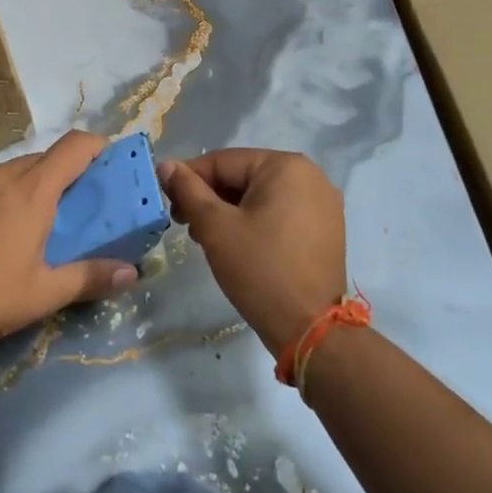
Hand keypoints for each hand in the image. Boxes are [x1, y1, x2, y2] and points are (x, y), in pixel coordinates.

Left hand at [0, 131, 139, 356]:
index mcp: (31, 191)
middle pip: (43, 158)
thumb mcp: (46, 293)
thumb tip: (132, 273)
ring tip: (34, 222)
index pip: (73, 147)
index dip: (97, 146)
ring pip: (12, 171)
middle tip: (77, 205)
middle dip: (65, 173)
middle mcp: (1, 176)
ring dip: (30, 185)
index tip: (111, 160)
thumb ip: (91, 277)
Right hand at [157, 149, 346, 356]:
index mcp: (285, 166)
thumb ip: (188, 190)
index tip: (168, 202)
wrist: (310, 331)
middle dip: (210, 198)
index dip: (189, 179)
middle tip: (185, 224)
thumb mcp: (215, 227)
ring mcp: (322, 204)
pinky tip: (236, 244)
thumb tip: (166, 165)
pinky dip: (254, 221)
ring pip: (260, 196)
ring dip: (229, 211)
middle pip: (243, 177)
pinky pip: (279, 212)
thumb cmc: (260, 269)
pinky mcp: (325, 229)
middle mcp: (309, 175)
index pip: (223, 161)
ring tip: (206, 238)